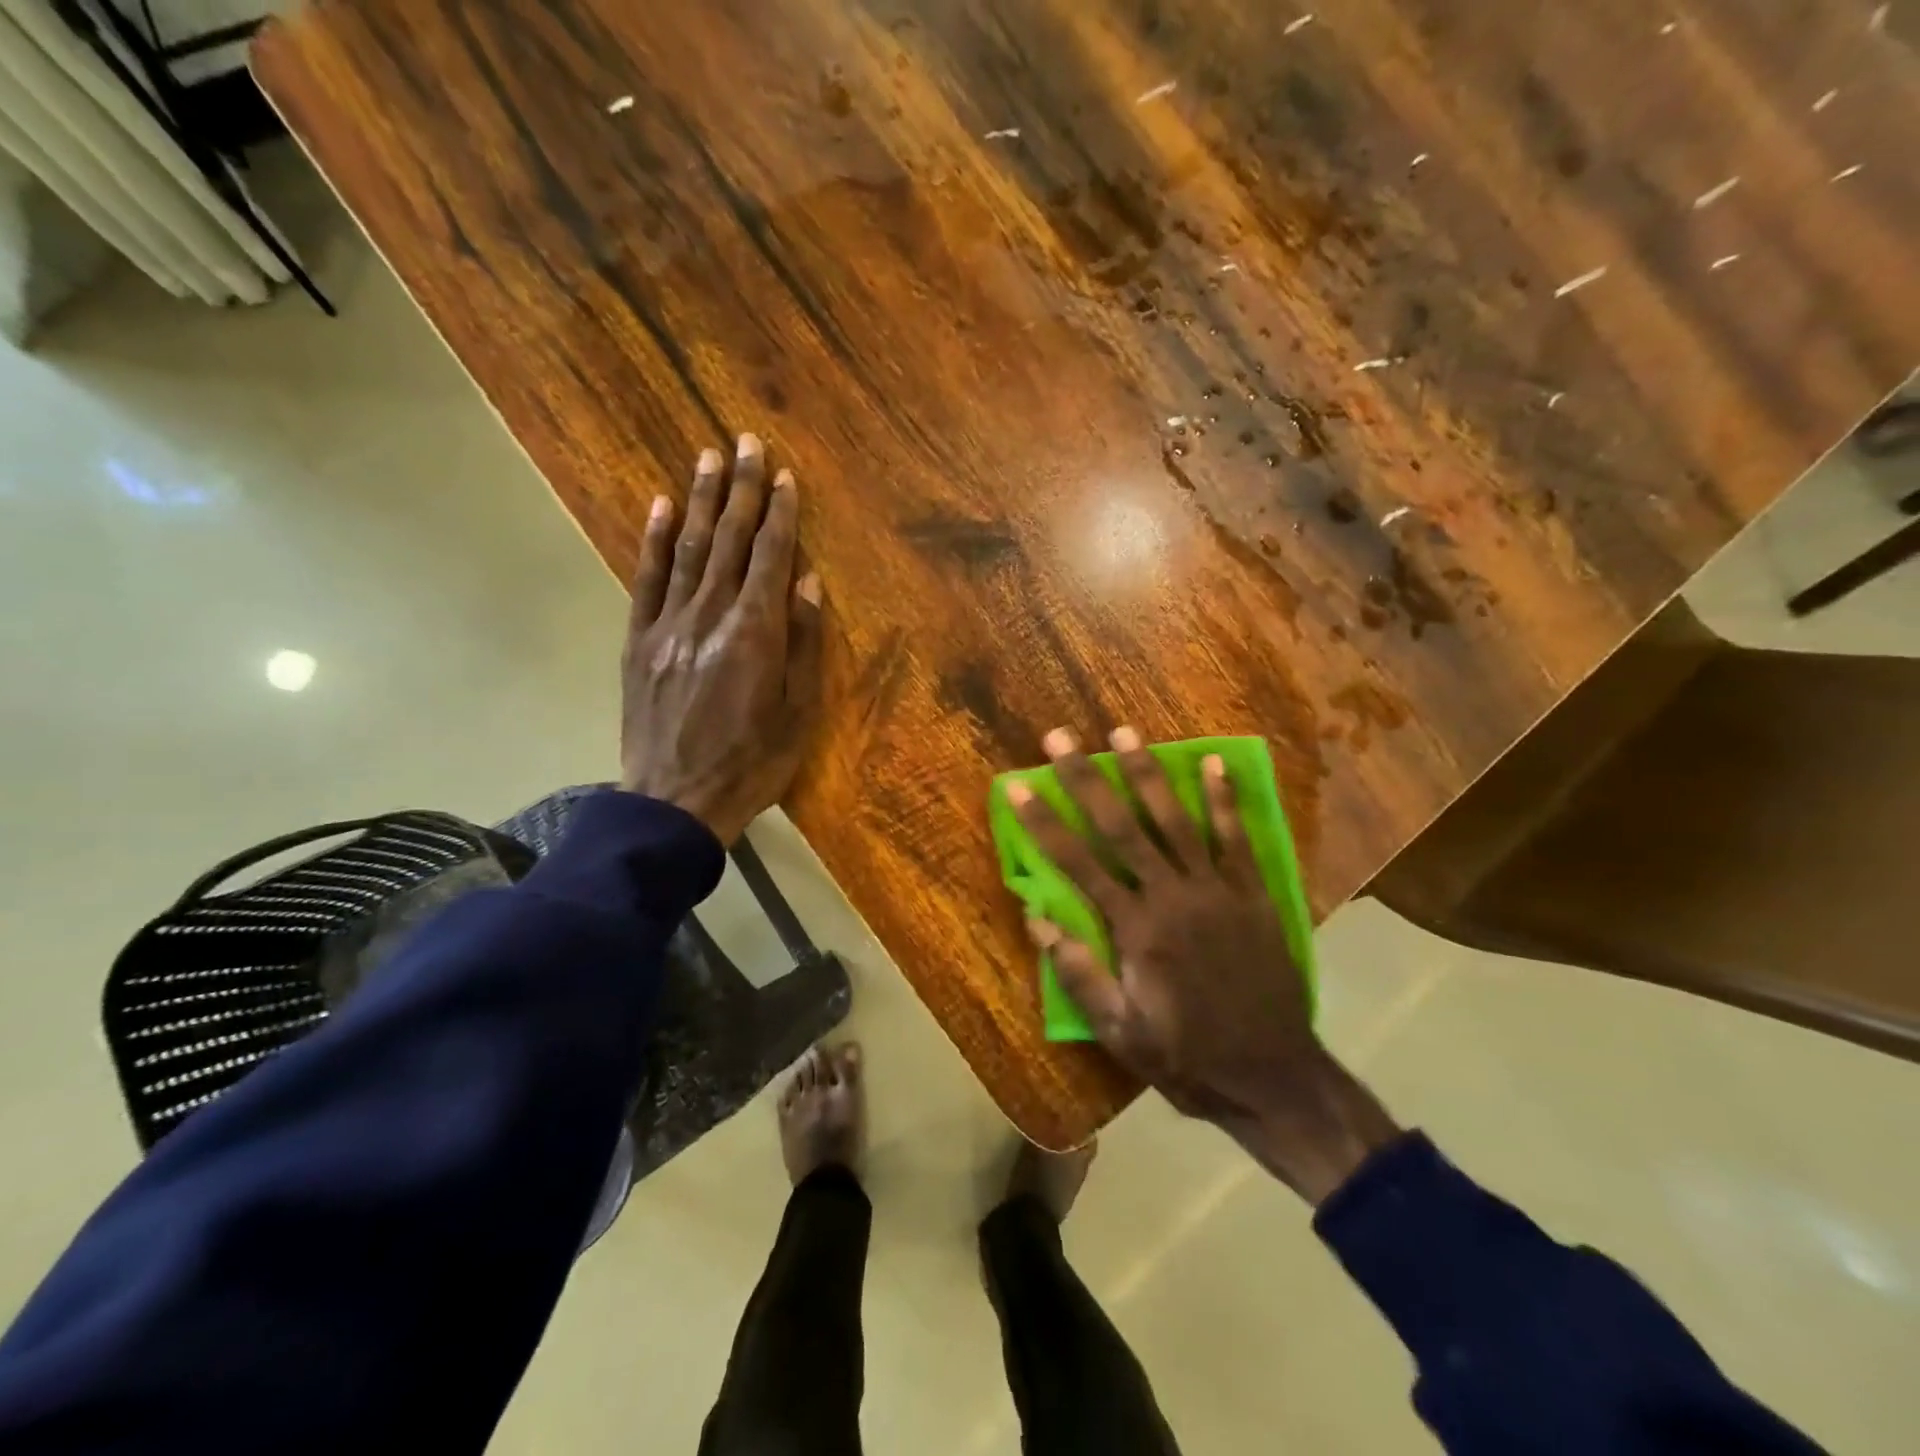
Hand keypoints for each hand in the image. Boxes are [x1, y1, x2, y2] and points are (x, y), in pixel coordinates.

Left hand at [619, 434, 822, 844]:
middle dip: (740, 489)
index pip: (770, 558)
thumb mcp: (799, 712)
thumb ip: (805, 644)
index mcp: (755, 634)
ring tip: (707, 456)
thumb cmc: (753, 763)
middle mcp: (710, 617)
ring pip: (688, 550)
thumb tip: (810, 584)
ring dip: (700, 501)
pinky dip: (653, 541)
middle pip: (729, 541)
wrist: (676, 802)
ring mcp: (668, 626)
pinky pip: (646, 581)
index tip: (784, 475)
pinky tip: (660, 507)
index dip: (780, 514)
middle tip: (744, 441)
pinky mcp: (638, 642)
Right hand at [1009, 727, 1400, 1204]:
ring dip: (1146, 772)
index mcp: (1136, 929)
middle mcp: (1172, 896)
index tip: (1019, 786)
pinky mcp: (1253, 893)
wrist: (1272, 1077)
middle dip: (1086, 779)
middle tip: (1060, 738)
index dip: (1044, 823)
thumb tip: (1037, 919)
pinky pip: (1236, 837)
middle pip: (1122, 827)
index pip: (1078, 864)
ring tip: (1123, 732)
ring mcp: (1217, 889)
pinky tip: (1213, 762)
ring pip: (1176, 819)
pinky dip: (1224, 798)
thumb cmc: (1186, 1057)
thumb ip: (1080, 973)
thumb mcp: (1121, 1031)